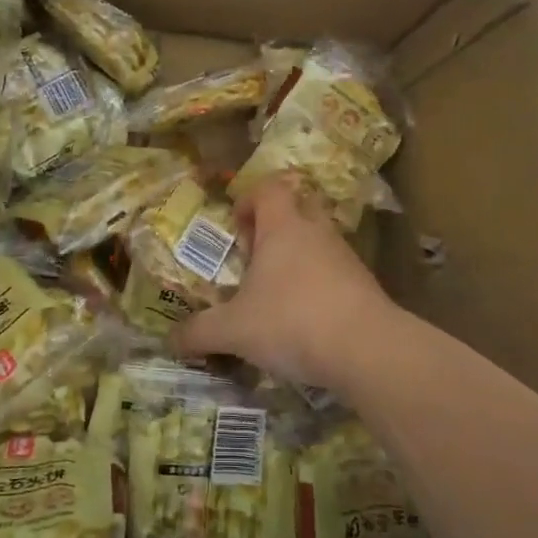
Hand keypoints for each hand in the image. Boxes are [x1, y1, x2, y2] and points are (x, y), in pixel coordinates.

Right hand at [174, 176, 397, 390]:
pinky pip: (335, 271)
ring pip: (317, 241)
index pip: (269, 188)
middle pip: (297, 208)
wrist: (367, 350)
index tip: (236, 227)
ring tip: (275, 294)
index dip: (250, 199)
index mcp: (283, 227)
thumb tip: (170, 340)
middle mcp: (316, 232)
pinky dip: (318, 285)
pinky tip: (304, 319)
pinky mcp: (364, 284)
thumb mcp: (234, 330)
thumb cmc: (292, 321)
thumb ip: (199, 333)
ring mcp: (345, 257)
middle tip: (255, 257)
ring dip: (297, 258)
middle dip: (274, 227)